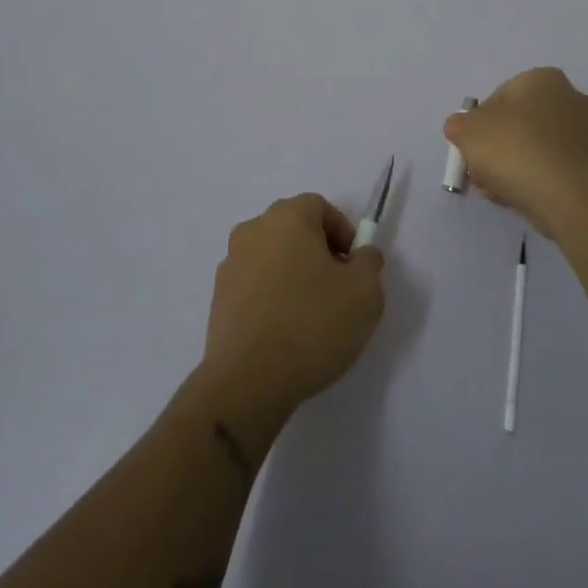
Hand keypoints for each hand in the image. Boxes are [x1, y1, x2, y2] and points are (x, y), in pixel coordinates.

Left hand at [195, 195, 385, 438]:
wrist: (248, 381)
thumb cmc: (312, 324)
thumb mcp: (365, 292)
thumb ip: (369, 263)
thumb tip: (360, 255)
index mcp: (287, 217)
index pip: (320, 207)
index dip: (342, 232)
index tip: (353, 268)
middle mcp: (253, 230)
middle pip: (294, 230)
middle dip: (318, 253)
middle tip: (337, 290)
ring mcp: (230, 264)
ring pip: (273, 258)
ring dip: (293, 275)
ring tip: (310, 316)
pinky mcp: (218, 299)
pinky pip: (254, 286)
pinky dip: (271, 298)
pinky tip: (284, 333)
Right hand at [443, 67, 587, 239]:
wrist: (566, 196)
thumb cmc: (515, 149)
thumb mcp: (468, 131)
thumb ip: (459, 125)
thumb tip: (461, 127)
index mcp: (543, 79)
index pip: (500, 96)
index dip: (479, 123)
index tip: (471, 147)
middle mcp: (570, 98)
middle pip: (519, 123)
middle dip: (497, 147)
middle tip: (480, 171)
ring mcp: (586, 133)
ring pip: (534, 148)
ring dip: (512, 166)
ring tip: (496, 190)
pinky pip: (552, 168)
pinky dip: (534, 179)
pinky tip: (518, 198)